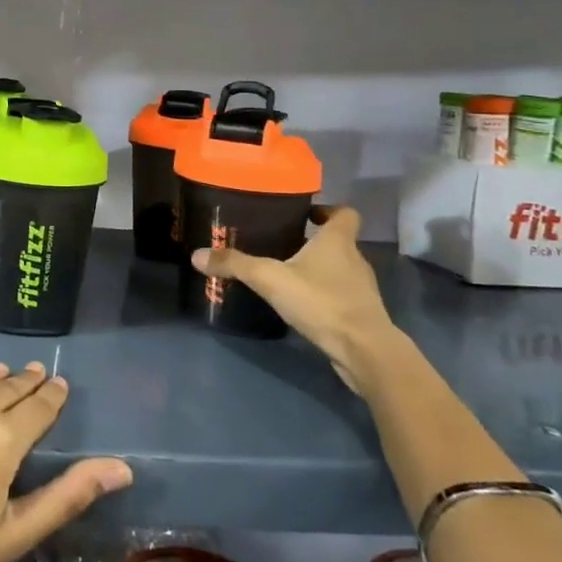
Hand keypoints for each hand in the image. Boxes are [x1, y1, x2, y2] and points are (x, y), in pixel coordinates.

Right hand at [192, 204, 403, 393]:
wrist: (365, 351)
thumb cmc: (321, 301)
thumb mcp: (270, 279)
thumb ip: (235, 264)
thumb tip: (196, 254)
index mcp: (338, 241)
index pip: (344, 213)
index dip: (327, 210)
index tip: (305, 214)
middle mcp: (355, 260)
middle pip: (338, 241)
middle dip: (313, 241)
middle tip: (281, 244)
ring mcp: (362, 289)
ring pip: (339, 269)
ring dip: (318, 269)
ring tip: (286, 275)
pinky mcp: (361, 315)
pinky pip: (340, 295)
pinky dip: (323, 295)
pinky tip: (301, 305)